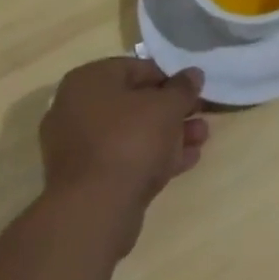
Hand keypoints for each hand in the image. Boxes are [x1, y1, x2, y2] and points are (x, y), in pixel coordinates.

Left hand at [39, 58, 209, 257]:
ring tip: (201, 139)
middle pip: (135, 103)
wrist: (94, 211)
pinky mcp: (87, 180)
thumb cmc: (130, 141)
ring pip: (133, 133)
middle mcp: (77, 109)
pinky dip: (153, 157)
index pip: (137, 68)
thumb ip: (183, 87)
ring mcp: (79, 147)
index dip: (171, 78)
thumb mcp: (166, 106)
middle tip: (201, 115)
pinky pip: (125, 159)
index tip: (194, 90)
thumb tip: (193, 74)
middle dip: (173, 111)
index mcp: (89, 81)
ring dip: (169, 135)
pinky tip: (186, 161)